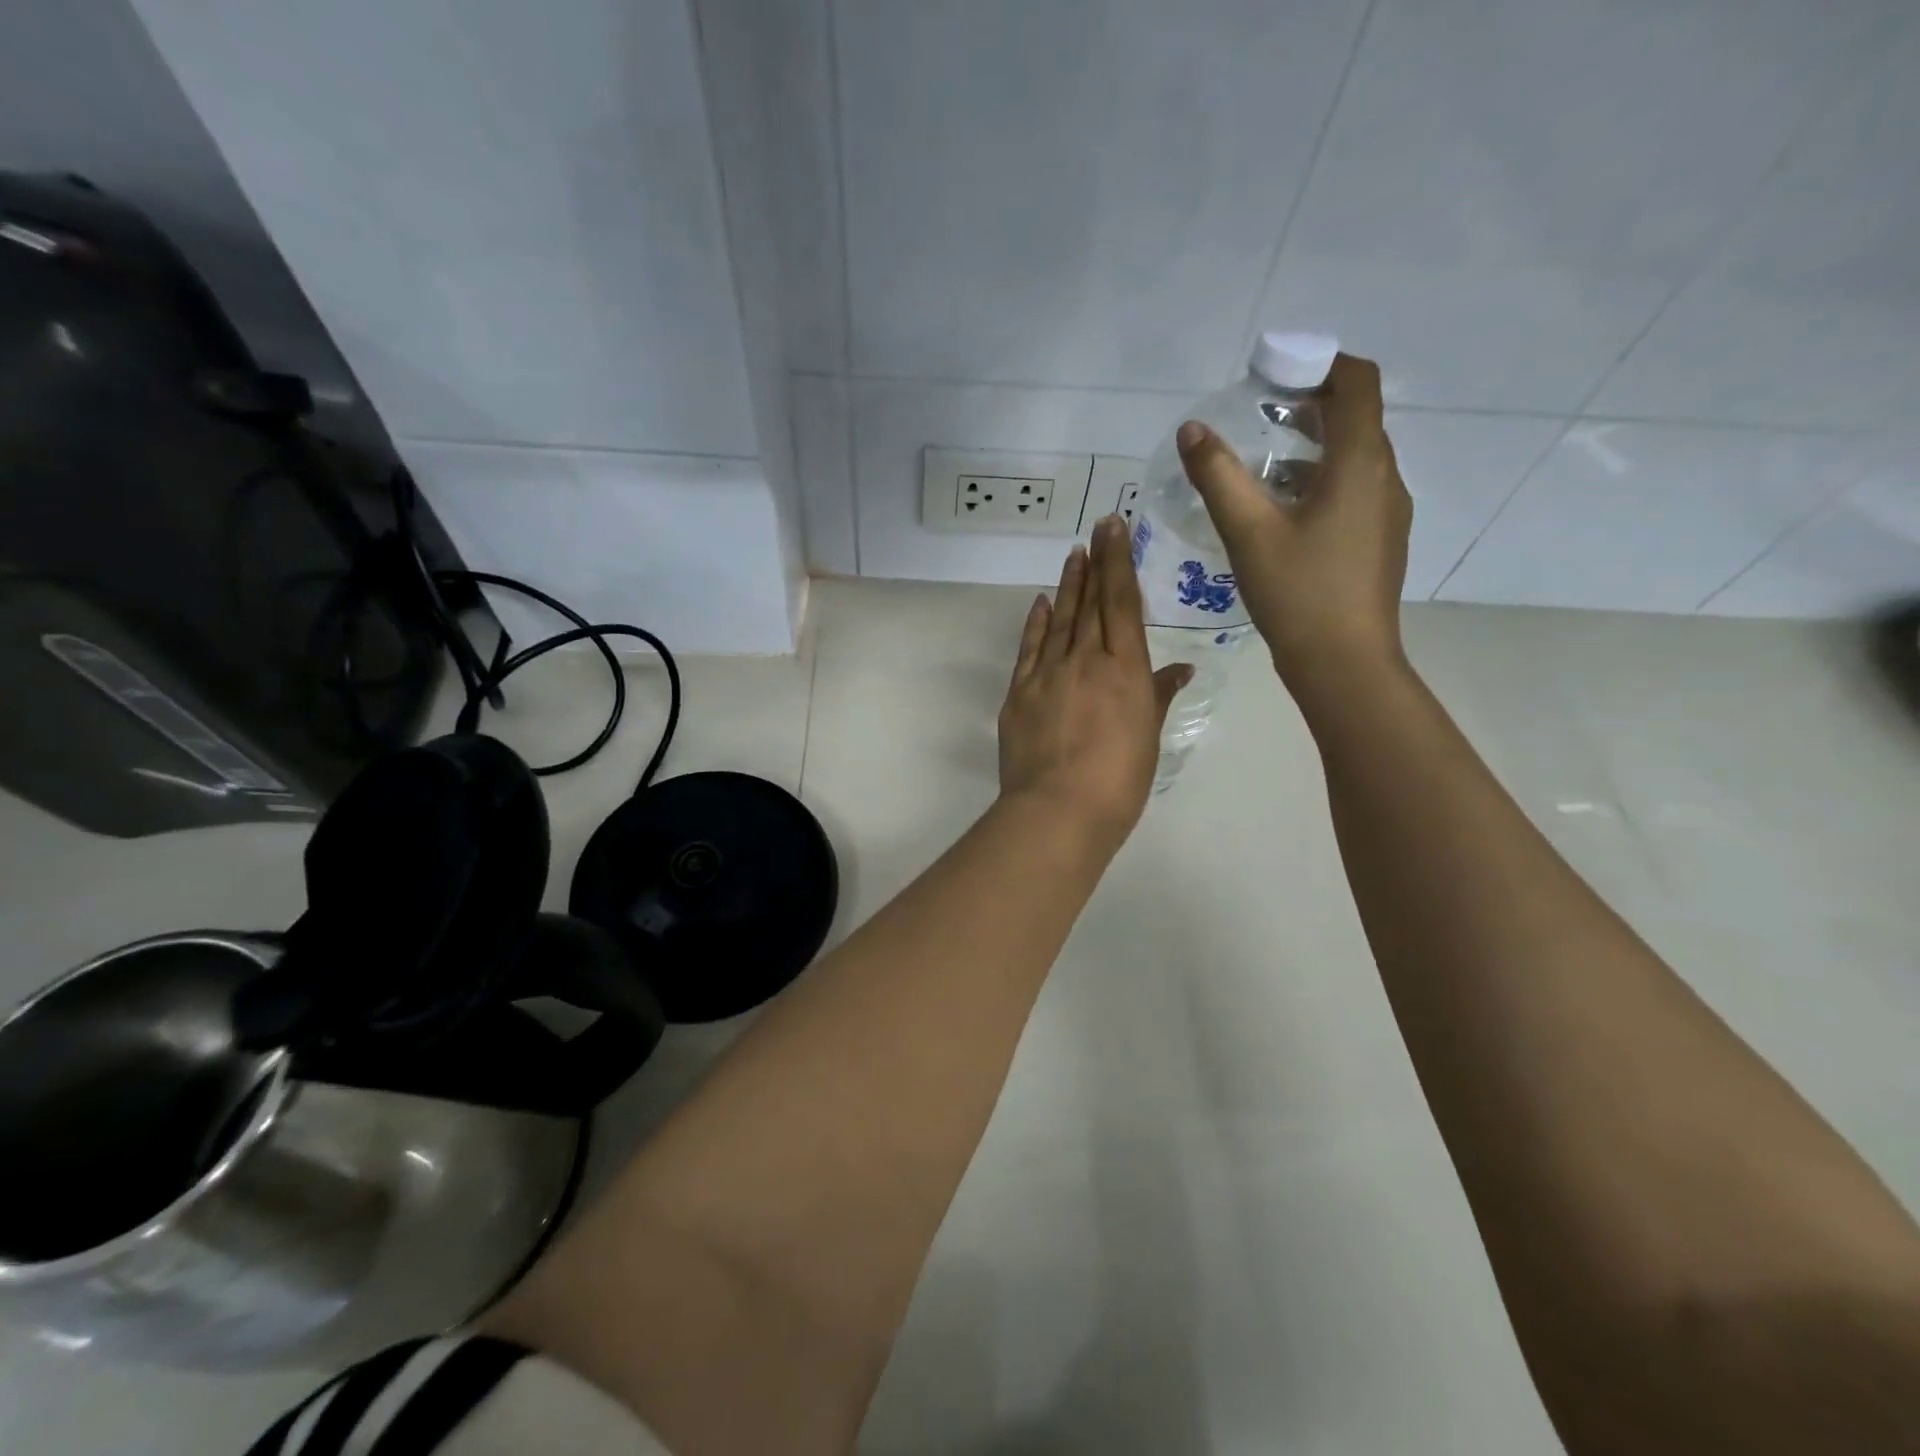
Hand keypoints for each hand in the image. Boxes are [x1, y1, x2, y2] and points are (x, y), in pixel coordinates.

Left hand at [998, 516, 1192, 843]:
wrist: (1058, 810)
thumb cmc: (1118, 783)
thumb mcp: (1148, 740)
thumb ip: (1157, 697)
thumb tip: (1180, 668)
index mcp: (1125, 670)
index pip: (1122, 604)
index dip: (1119, 563)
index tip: (1114, 529)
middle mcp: (1086, 661)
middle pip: (1091, 603)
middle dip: (1096, 562)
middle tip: (1096, 527)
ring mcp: (1048, 674)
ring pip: (1060, 619)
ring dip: (1068, 585)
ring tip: (1073, 556)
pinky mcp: (1019, 693)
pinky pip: (1030, 648)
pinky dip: (1036, 623)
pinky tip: (1041, 603)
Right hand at [1177, 353, 1411, 698]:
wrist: (1344, 663)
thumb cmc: (1298, 592)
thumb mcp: (1248, 531)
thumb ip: (1218, 476)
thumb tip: (1192, 430)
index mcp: (1360, 464)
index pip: (1358, 383)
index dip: (1321, 365)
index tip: (1277, 372)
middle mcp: (1384, 479)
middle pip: (1356, 420)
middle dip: (1310, 408)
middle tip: (1258, 417)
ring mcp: (1387, 513)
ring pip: (1354, 460)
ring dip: (1313, 449)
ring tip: (1261, 467)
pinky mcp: (1379, 542)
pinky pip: (1354, 492)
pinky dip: (1321, 483)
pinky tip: (1283, 514)